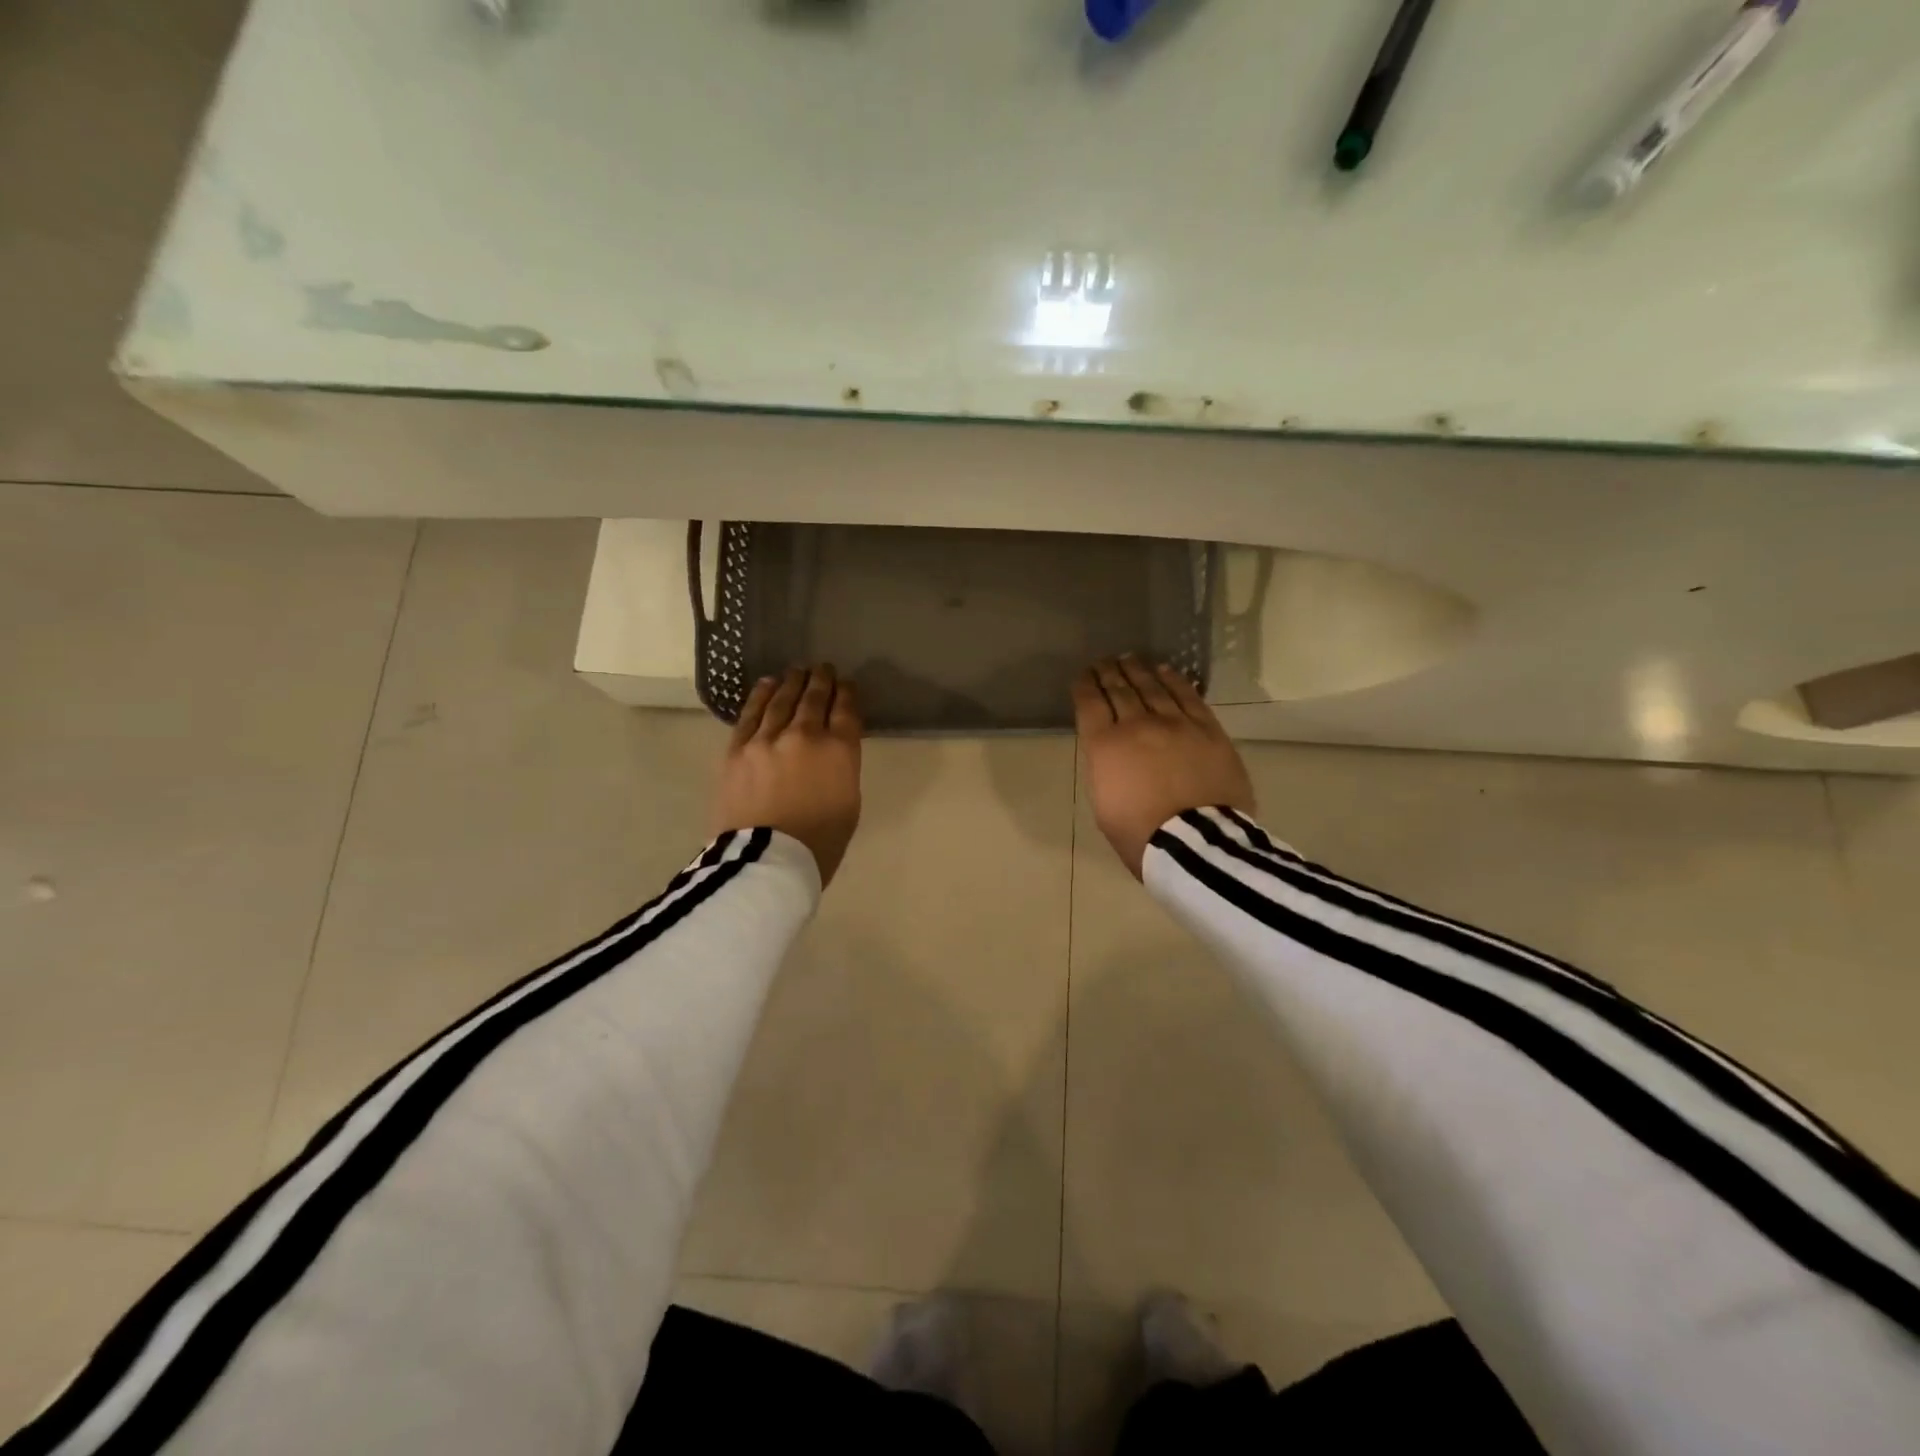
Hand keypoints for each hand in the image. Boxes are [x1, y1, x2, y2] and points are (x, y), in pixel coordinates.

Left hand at [713, 665, 863, 888]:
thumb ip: (842, 768)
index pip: (846, 710)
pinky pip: (751, 713)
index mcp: (839, 751)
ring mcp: (768, 739)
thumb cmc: (819, 843)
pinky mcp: (738, 748)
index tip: (847, 684)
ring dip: (792, 682)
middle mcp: (805, 735)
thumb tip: (832, 750)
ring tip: (797, 671)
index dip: (847, 693)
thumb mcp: (849, 803)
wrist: (766, 861)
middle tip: (824, 668)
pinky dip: (761, 695)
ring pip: (782, 699)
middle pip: (814, 698)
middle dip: (821, 680)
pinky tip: (768, 684)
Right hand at [1072, 656, 1254, 880]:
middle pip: (1120, 689)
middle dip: (1108, 673)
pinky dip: (1174, 680)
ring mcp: (1175, 723)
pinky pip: (1188, 696)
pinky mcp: (1207, 729)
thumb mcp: (1104, 805)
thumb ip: (1105, 769)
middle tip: (1104, 662)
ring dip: (1138, 670)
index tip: (1083, 676)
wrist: (1196, 844)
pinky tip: (1166, 670)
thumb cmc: (1141, 835)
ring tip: (1129, 659)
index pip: (1090, 704)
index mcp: (1105, 746)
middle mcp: (1137, 725)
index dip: (1085, 686)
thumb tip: (1112, 752)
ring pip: (1152, 687)